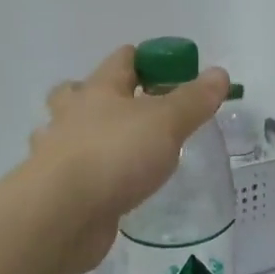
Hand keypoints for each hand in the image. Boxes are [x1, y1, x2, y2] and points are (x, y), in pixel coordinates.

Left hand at [31, 46, 229, 273]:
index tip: (174, 73)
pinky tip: (105, 187)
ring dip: (84, 135)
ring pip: (67, 132)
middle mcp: (72, 115)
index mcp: (99, 90)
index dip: (148, 59)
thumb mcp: (166, 123)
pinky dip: (86, 174)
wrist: (61, 214)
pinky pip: (71, 172)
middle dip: (101, 95)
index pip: (122, 59)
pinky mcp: (55, 190)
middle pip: (78, 91)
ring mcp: (57, 152)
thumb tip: (219, 73)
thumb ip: (193, 100)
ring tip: (116, 149)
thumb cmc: (115, 155)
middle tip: (133, 109)